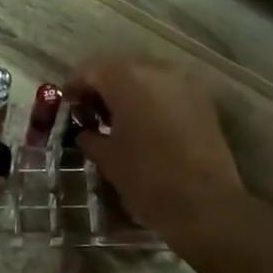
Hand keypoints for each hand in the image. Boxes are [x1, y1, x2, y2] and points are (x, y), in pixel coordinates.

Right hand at [67, 58, 244, 248]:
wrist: (205, 204)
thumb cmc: (146, 179)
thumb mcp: (107, 159)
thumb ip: (90, 136)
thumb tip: (87, 131)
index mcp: (127, 79)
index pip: (90, 70)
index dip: (74, 88)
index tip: (68, 109)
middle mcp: (157, 70)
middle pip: (119, 68)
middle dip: (102, 88)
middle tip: (91, 117)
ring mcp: (184, 82)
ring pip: (146, 77)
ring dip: (128, 93)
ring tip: (119, 123)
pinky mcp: (203, 100)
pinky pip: (167, 90)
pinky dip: (151, 101)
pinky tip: (146, 127)